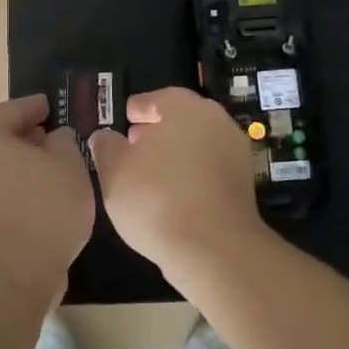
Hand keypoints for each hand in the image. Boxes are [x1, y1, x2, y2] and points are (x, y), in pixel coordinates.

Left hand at [0, 95, 94, 298]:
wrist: (10, 273)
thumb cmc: (42, 207)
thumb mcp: (68, 164)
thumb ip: (64, 141)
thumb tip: (54, 138)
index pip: (12, 110)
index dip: (35, 106)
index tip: (51, 106)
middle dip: (26, 136)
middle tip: (54, 136)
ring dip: (22, 165)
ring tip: (55, 169)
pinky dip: (17, 187)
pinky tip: (43, 197)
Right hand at [87, 86, 265, 279]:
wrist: (214, 249)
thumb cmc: (156, 199)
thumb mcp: (114, 171)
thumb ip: (106, 147)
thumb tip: (105, 137)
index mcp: (185, 108)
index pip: (156, 99)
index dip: (136, 110)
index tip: (122, 122)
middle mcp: (216, 122)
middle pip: (181, 120)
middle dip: (156, 132)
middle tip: (132, 148)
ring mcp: (235, 154)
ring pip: (197, 145)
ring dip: (174, 155)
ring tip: (148, 177)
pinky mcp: (243, 185)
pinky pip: (208, 171)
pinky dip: (190, 177)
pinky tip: (171, 197)